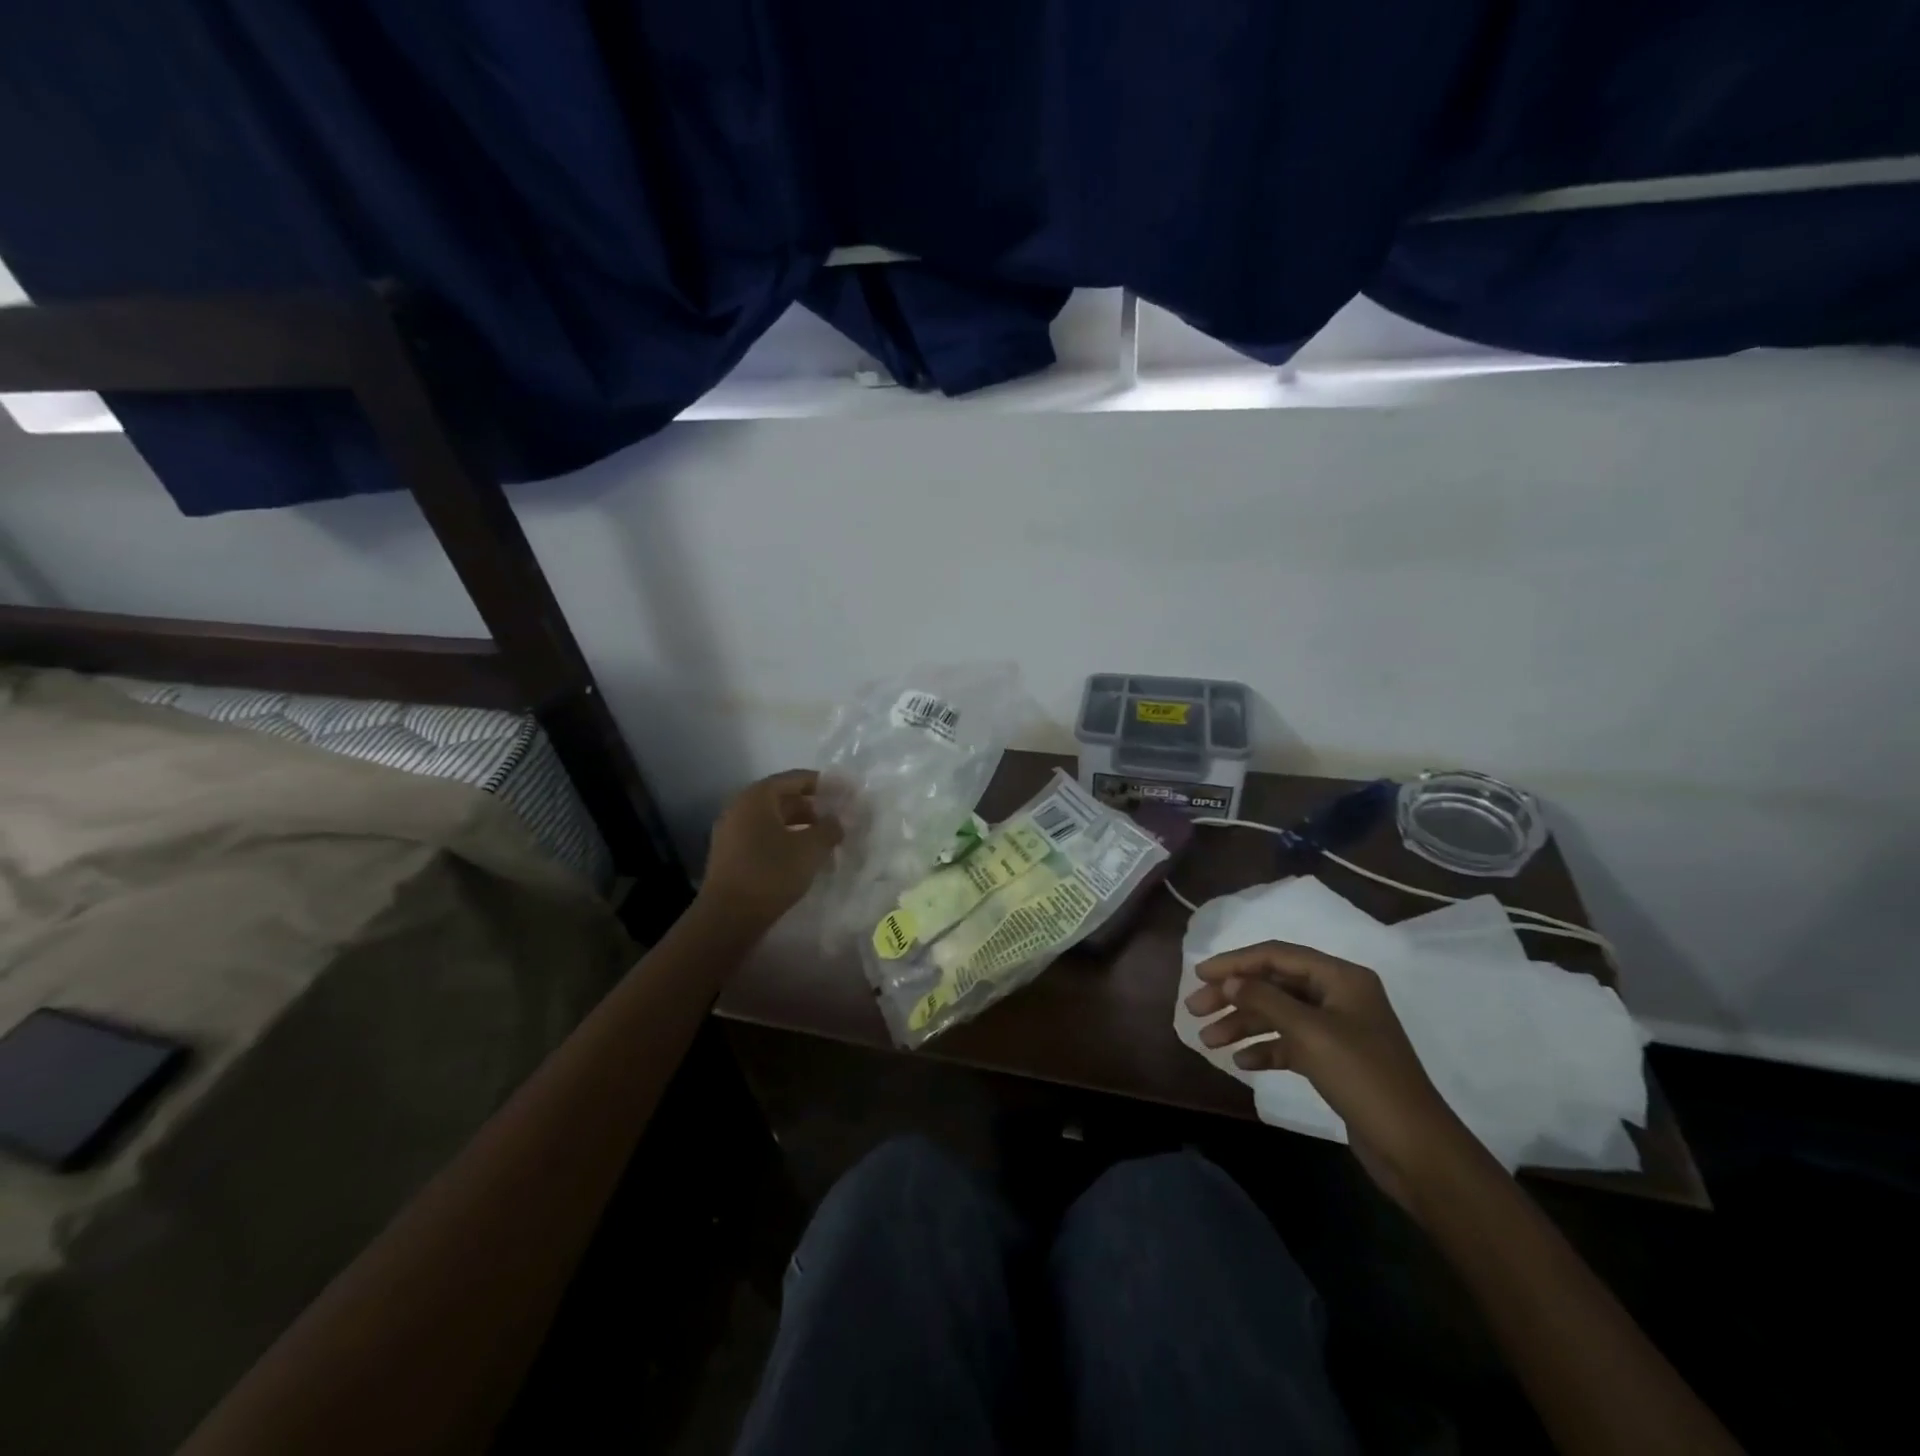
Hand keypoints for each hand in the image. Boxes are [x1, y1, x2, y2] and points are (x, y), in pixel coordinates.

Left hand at [700, 770, 842, 931]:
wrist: (728, 917)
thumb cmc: (771, 873)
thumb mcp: (811, 848)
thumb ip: (829, 828)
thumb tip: (836, 820)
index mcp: (757, 796)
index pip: (796, 778)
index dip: (824, 784)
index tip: (846, 794)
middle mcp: (740, 807)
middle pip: (783, 798)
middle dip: (813, 807)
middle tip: (838, 819)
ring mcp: (731, 832)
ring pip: (773, 820)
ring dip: (800, 826)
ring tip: (825, 840)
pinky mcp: (729, 855)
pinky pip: (762, 837)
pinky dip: (784, 841)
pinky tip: (802, 857)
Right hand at [1186, 942, 1478, 1208]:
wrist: (1416, 1150)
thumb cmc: (1363, 1078)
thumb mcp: (1310, 1033)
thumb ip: (1265, 1000)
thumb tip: (1228, 982)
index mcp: (1340, 978)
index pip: (1277, 956)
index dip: (1235, 962)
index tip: (1199, 975)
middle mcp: (1338, 996)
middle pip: (1274, 985)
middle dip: (1233, 996)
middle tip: (1194, 1010)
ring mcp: (1337, 1029)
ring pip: (1278, 1015)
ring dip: (1242, 1025)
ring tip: (1208, 1042)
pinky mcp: (1334, 1060)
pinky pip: (1290, 1043)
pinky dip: (1265, 1049)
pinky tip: (1243, 1063)